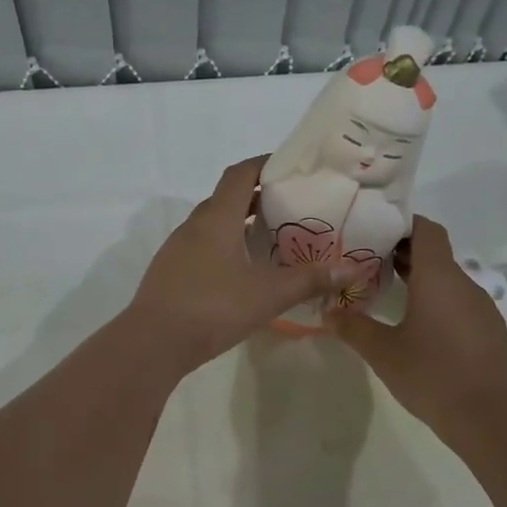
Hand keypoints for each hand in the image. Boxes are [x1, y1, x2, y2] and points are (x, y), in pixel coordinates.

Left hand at [127, 157, 361, 372]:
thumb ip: (309, 280)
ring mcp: (177, 249)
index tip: (291, 167)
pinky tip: (241, 272)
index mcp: (217, 218)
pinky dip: (224, 247)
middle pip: (227, 198)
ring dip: (239, 224)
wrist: (153, 343)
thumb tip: (352, 269)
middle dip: (258, 196)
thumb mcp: (267, 295)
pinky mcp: (170, 272)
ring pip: (213, 225)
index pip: (241, 174)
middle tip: (291, 207)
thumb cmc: (213, 308)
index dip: (265, 164)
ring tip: (271, 239)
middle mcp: (194, 226)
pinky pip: (202, 248)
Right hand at [329, 216, 506, 457]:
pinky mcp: (488, 330)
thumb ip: (353, 328)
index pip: (426, 230)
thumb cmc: (432, 374)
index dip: (402, 224)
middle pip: (435, 253)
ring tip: (387, 293)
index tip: (374, 231)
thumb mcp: (383, 352)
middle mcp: (464, 283)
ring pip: (447, 280)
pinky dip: (435, 302)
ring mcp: (480, 307)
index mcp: (438, 277)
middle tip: (367, 262)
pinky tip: (416, 326)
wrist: (490, 417)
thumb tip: (327, 313)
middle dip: (403, 253)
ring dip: (419, 280)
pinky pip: (458, 302)